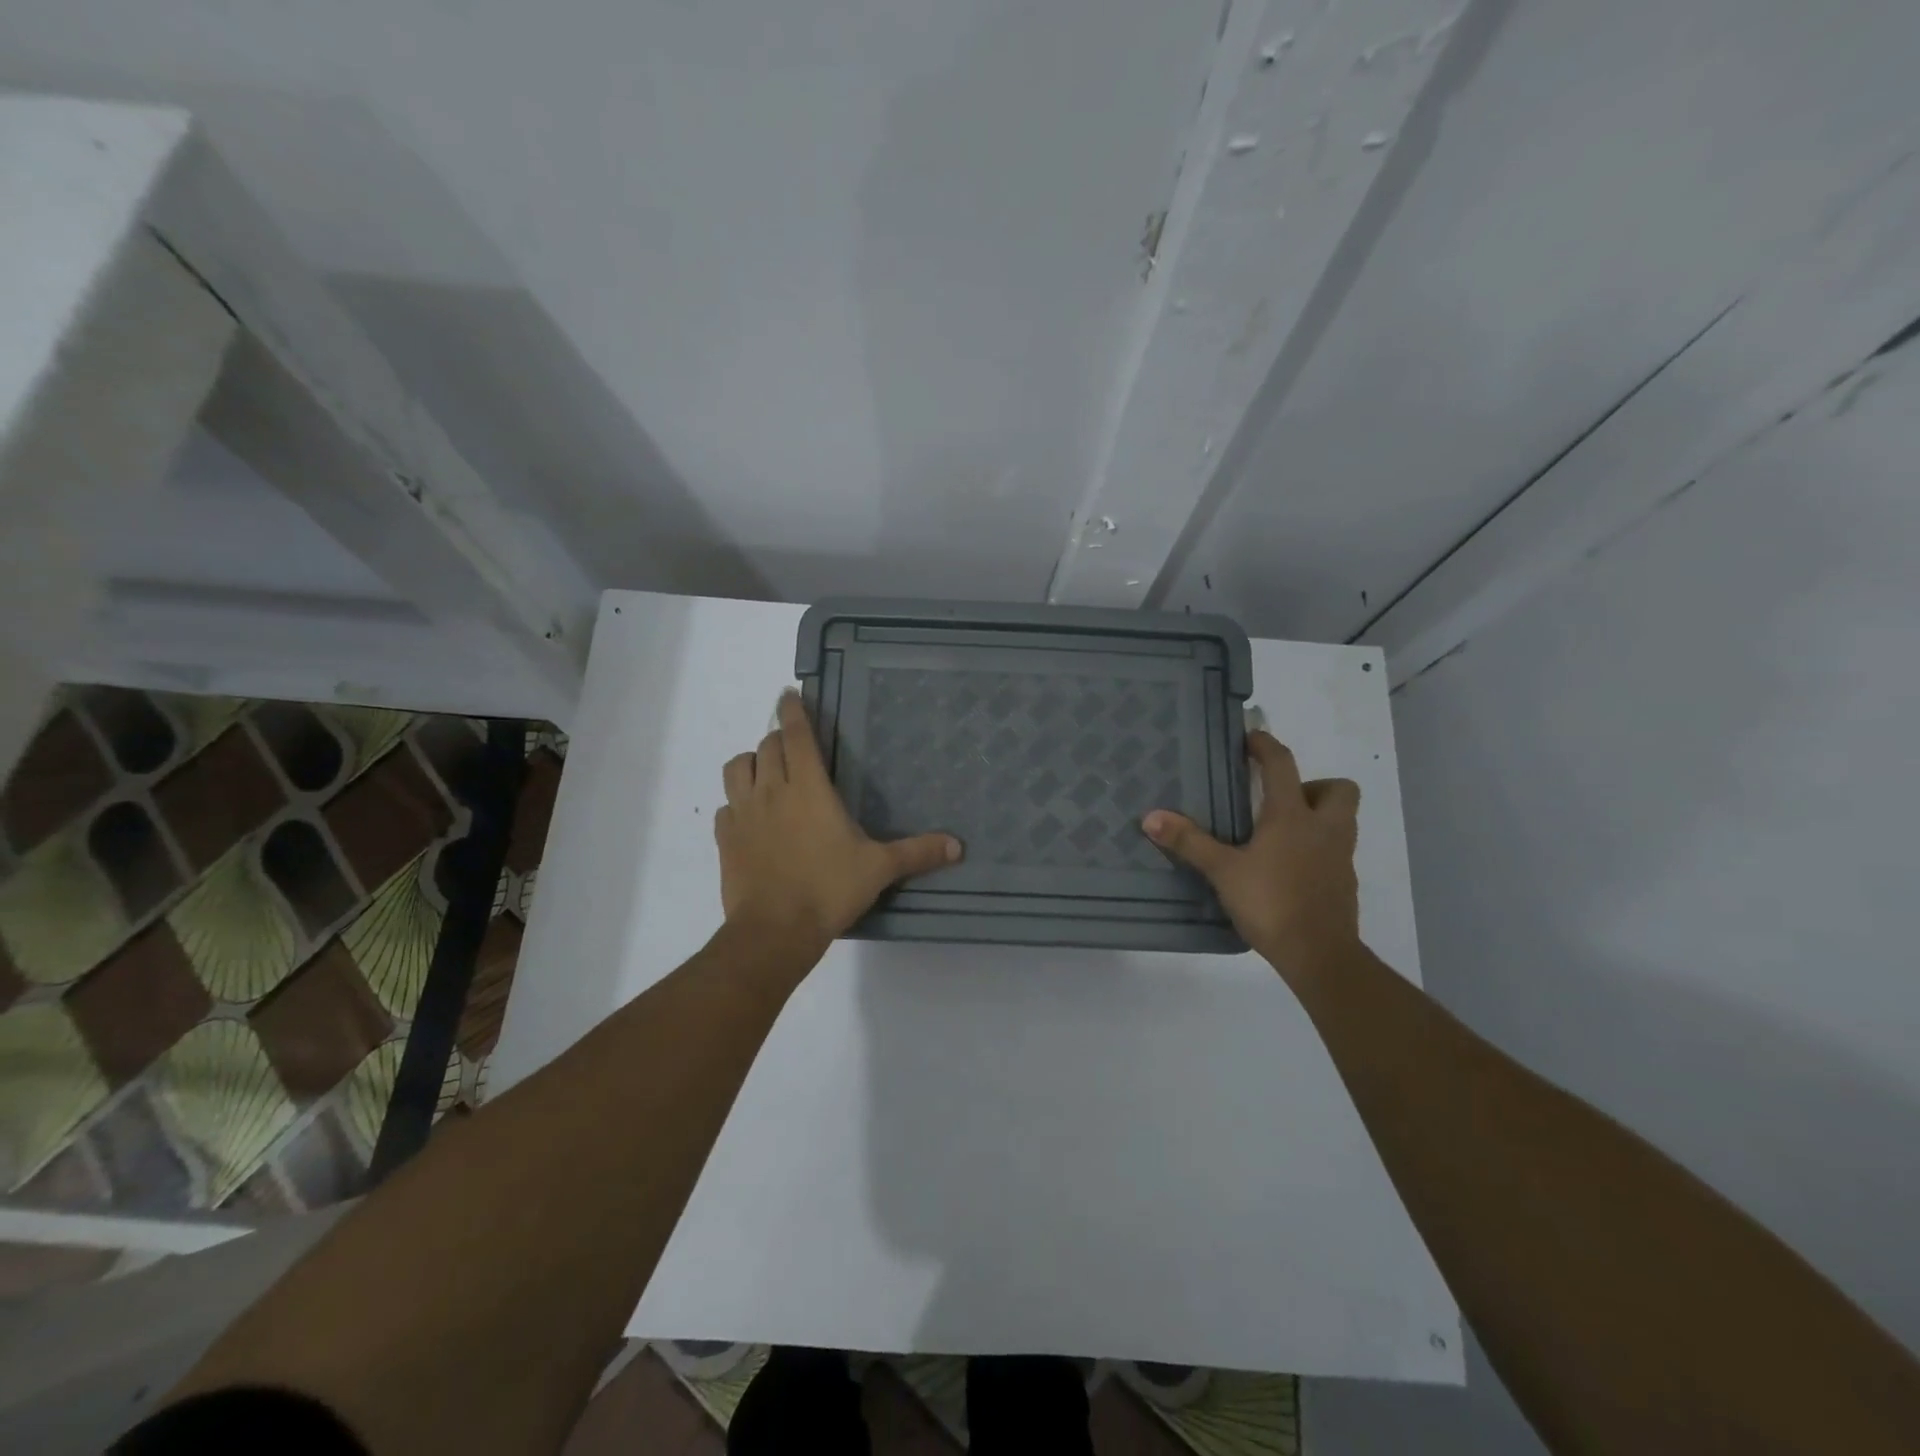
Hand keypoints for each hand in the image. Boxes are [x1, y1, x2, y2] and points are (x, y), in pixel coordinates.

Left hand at [716, 691, 962, 944]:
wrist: (775, 929)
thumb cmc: (829, 889)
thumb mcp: (879, 869)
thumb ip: (917, 853)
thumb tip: (958, 846)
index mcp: (808, 788)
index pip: (797, 736)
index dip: (793, 711)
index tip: (788, 694)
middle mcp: (772, 791)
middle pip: (766, 746)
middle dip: (779, 738)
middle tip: (793, 745)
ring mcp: (743, 813)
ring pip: (736, 768)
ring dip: (751, 763)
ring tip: (765, 772)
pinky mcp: (725, 838)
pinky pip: (724, 807)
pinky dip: (736, 802)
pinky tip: (749, 817)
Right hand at [1142, 732, 1360, 981]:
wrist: (1320, 955)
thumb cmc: (1271, 903)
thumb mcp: (1223, 871)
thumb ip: (1189, 842)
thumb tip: (1150, 817)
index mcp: (1293, 816)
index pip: (1283, 765)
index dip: (1266, 746)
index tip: (1250, 739)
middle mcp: (1324, 829)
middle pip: (1338, 789)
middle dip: (1313, 786)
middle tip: (1280, 801)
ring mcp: (1339, 857)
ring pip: (1341, 821)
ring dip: (1317, 817)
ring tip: (1280, 835)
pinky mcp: (1343, 884)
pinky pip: (1335, 852)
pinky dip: (1316, 850)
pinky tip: (1288, 869)